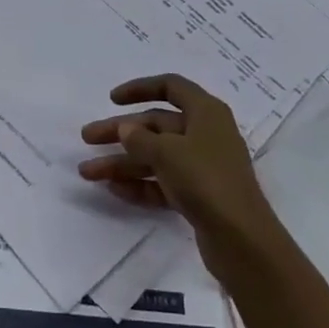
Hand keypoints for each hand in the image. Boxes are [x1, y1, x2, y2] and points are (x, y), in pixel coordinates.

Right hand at [78, 74, 273, 240]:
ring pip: (155, 156)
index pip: (171, 87)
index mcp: (205, 112)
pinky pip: (162, 183)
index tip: (112, 99)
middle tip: (87, 138)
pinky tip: (113, 189)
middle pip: (156, 124)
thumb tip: (126, 129)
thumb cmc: (206, 180)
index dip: (140, 88)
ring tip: (88, 172)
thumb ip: (140, 138)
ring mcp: (201, 167)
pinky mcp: (198, 196)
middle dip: (120, 132)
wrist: (241, 240)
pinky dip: (139, 184)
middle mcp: (205, 134)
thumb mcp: (167, 153)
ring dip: (122, 162)